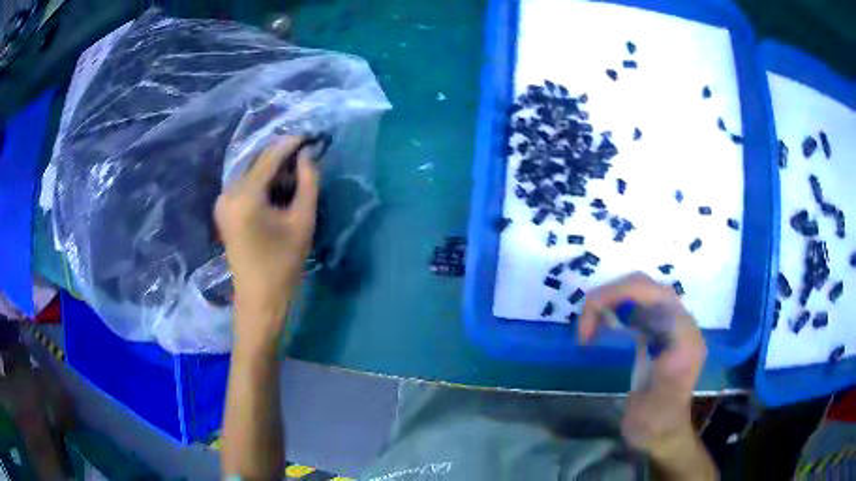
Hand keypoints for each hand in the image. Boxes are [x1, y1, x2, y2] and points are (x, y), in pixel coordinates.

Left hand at [215, 136, 318, 346]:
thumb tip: (308, 155)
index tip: (311, 136)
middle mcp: (228, 193)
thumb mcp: (302, 221)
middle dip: (281, 154)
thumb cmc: (283, 264)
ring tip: (296, 170)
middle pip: (257, 161)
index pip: (269, 157)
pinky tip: (278, 185)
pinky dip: (262, 179)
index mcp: (245, 197)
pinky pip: (244, 184)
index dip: (291, 144)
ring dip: (272, 167)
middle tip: (306, 153)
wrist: (259, 299)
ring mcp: (222, 202)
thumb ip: (308, 182)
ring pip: (250, 171)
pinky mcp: (224, 210)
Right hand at [579, 273, 712, 477]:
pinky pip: (634, 308)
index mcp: (684, 335)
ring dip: (610, 303)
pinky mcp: (656, 333)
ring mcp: (667, 326)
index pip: (655, 293)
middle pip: (644, 287)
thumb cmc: (657, 421)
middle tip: (584, 325)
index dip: (619, 294)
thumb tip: (647, 338)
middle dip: (610, 297)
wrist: (661, 433)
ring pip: (637, 294)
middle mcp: (679, 322)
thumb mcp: (655, 403)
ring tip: (588, 328)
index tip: (588, 322)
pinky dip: (613, 312)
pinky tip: (600, 329)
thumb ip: (654, 369)